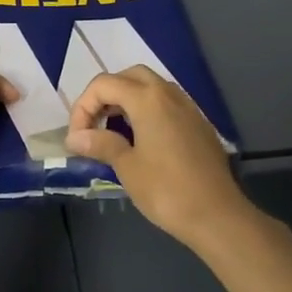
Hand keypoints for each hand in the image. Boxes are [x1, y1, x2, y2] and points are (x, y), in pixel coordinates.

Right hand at [65, 66, 259, 249]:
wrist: (217, 214)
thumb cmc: (166, 190)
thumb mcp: (126, 167)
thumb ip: (100, 144)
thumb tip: (75, 137)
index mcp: (147, 99)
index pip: (104, 84)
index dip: (83, 107)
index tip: (77, 138)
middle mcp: (169, 94)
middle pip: (129, 77)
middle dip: (105, 96)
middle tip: (94, 125)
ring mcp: (188, 107)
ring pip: (151, 87)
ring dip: (126, 101)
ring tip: (113, 132)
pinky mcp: (198, 123)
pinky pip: (166, 104)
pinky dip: (147, 111)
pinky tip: (141, 140)